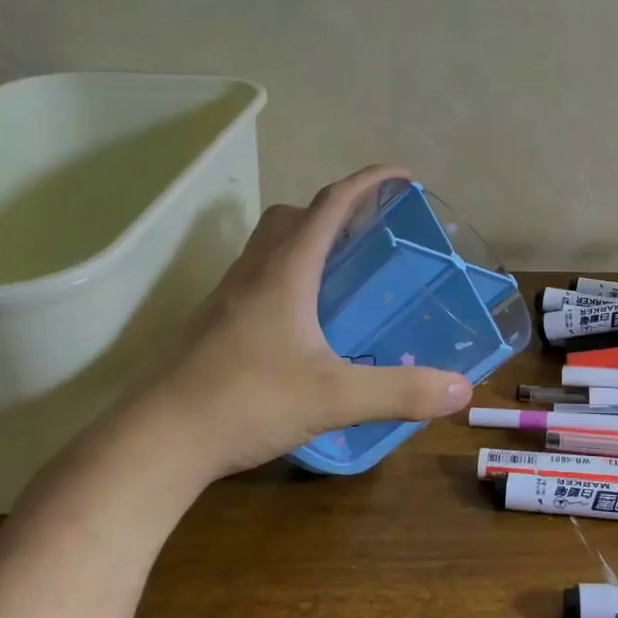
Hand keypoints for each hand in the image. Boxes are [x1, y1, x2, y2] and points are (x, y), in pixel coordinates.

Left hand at [101, 166, 473, 496]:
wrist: (157, 441)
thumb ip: (400, 392)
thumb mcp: (334, 398)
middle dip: (336, 209)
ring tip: (343, 273)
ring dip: (308, 239)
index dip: (370, 182)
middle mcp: (255, 271)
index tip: (404, 176)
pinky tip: (304, 320)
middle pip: (295, 215)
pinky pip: (257, 276)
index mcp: (286, 270)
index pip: (332, 203)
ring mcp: (227, 296)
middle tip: (371, 232)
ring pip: (270, 244)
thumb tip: (461, 388)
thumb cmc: (246, 402)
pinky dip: (288, 274)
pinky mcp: (214, 323)